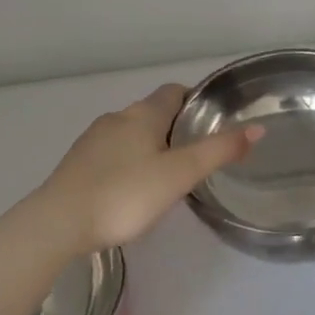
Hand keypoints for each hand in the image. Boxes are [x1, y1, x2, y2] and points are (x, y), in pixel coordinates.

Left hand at [24, 84, 259, 252]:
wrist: (57, 223)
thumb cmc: (125, 194)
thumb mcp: (180, 174)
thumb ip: (219, 151)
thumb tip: (257, 128)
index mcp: (144, 113)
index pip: (175, 91)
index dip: (195, 101)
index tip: (211, 121)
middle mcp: (117, 117)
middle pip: (153, 112)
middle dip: (174, 127)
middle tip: (195, 154)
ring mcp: (92, 140)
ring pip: (130, 133)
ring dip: (149, 146)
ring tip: (167, 175)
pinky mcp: (76, 164)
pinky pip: (111, 154)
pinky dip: (126, 162)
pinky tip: (131, 190)